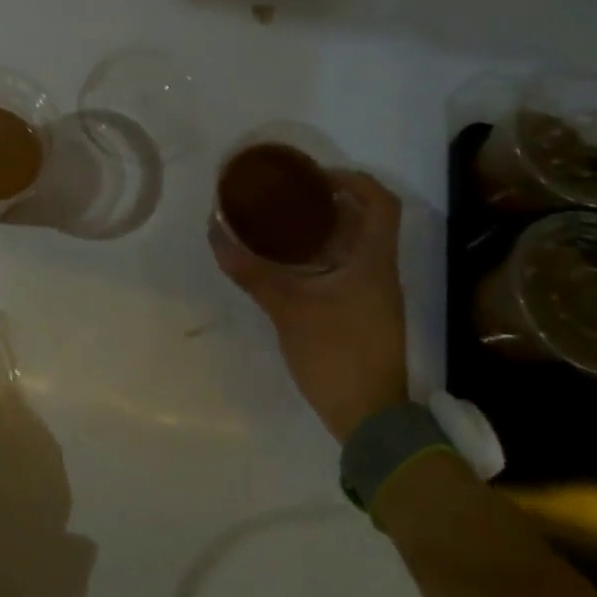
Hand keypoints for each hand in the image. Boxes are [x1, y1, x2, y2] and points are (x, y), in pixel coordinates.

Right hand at [211, 171, 409, 442]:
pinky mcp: (364, 314)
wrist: (369, 419)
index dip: (352, 179)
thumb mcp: (287, 308)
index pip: (381, 201)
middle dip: (328, 202)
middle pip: (365, 220)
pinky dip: (322, 258)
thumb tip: (216, 232)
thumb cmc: (336, 353)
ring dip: (324, 231)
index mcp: (374, 260)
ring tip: (281, 224)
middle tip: (286, 197)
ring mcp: (375, 295)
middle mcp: (380, 271)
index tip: (314, 177)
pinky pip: (346, 270)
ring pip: (355, 247)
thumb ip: (251, 270)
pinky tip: (289, 265)